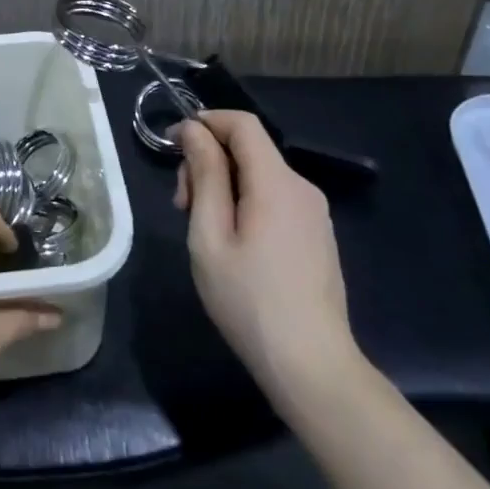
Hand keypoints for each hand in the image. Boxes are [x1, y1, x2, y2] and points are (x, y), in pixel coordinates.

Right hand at [174, 111, 359, 405]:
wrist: (312, 367)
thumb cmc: (249, 300)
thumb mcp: (210, 235)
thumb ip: (205, 175)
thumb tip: (194, 130)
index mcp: (277, 183)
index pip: (242, 124)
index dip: (204, 122)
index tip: (173, 146)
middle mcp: (302, 188)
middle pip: (249, 149)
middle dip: (209, 162)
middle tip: (181, 205)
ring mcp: (314, 214)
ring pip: (259, 175)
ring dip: (223, 185)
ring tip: (202, 229)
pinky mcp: (316, 236)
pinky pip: (274, 199)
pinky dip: (244, 203)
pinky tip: (231, 244)